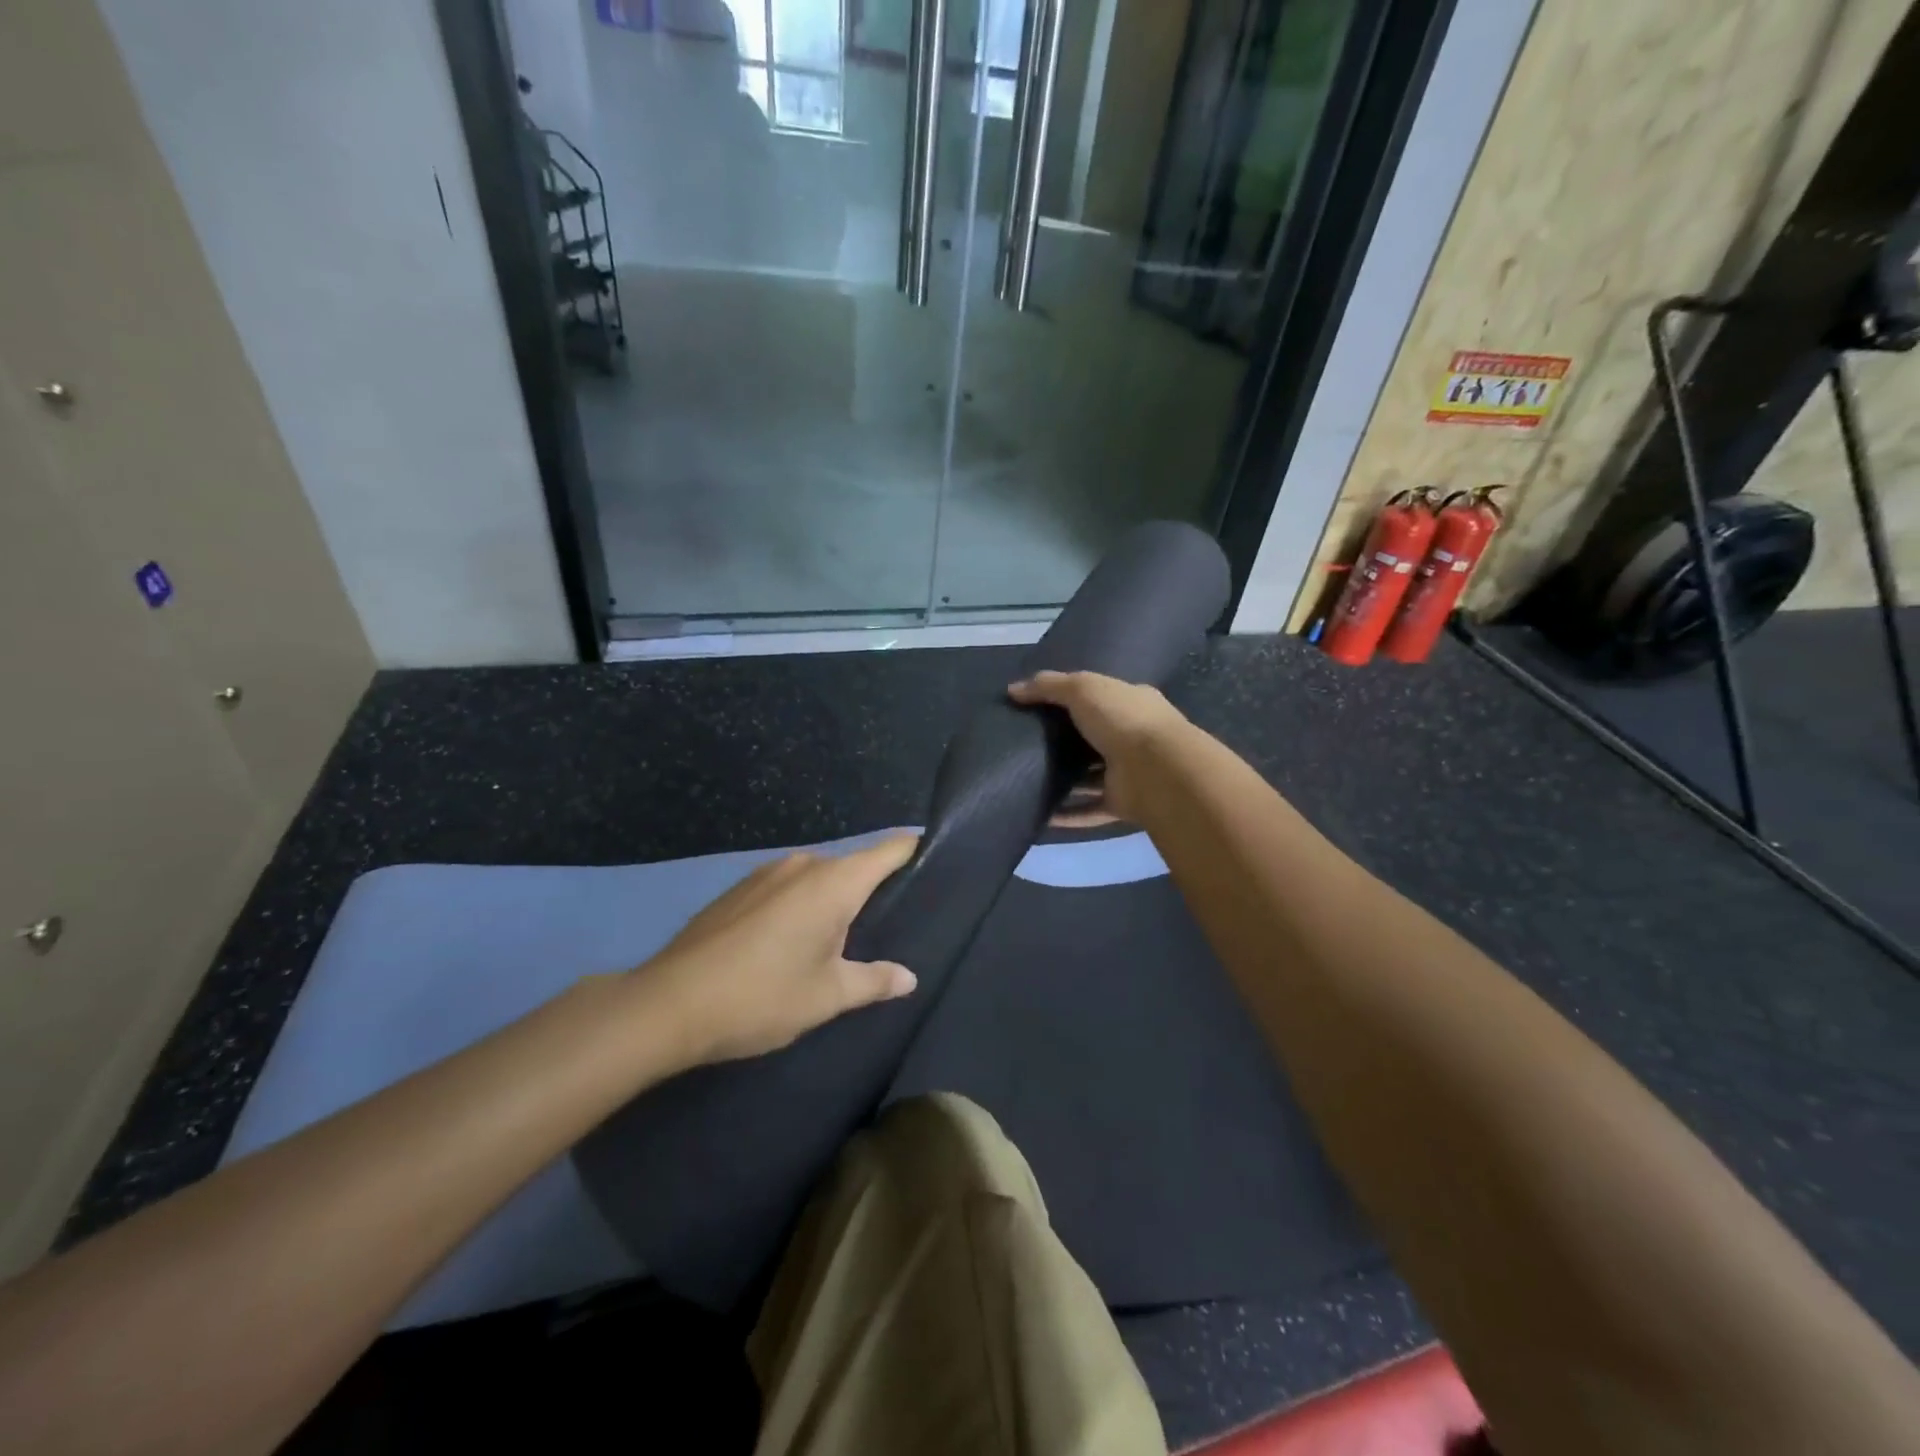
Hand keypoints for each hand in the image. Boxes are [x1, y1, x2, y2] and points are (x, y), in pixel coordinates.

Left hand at [639, 835, 919, 1063]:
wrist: (668, 1004)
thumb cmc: (762, 996)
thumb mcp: (826, 995)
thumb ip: (873, 981)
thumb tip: (908, 978)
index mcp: (834, 882)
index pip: (890, 851)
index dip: (916, 851)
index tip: (937, 861)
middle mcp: (802, 864)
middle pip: (853, 866)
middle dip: (873, 889)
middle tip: (892, 923)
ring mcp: (765, 873)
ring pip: (817, 878)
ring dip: (833, 900)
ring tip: (843, 938)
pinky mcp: (738, 890)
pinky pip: (786, 888)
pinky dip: (801, 905)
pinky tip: (792, 941)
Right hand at [1008, 671, 1188, 824]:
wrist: (1156, 770)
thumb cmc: (1122, 719)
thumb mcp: (1082, 688)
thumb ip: (1048, 686)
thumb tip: (1013, 689)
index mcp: (1132, 703)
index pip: (1101, 697)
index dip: (1073, 698)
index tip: (1039, 706)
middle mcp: (1133, 737)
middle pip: (1094, 738)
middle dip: (1066, 742)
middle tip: (1026, 744)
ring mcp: (1129, 772)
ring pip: (1091, 777)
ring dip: (1066, 781)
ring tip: (1028, 780)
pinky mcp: (1122, 803)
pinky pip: (1089, 810)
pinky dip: (1068, 815)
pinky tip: (1041, 816)